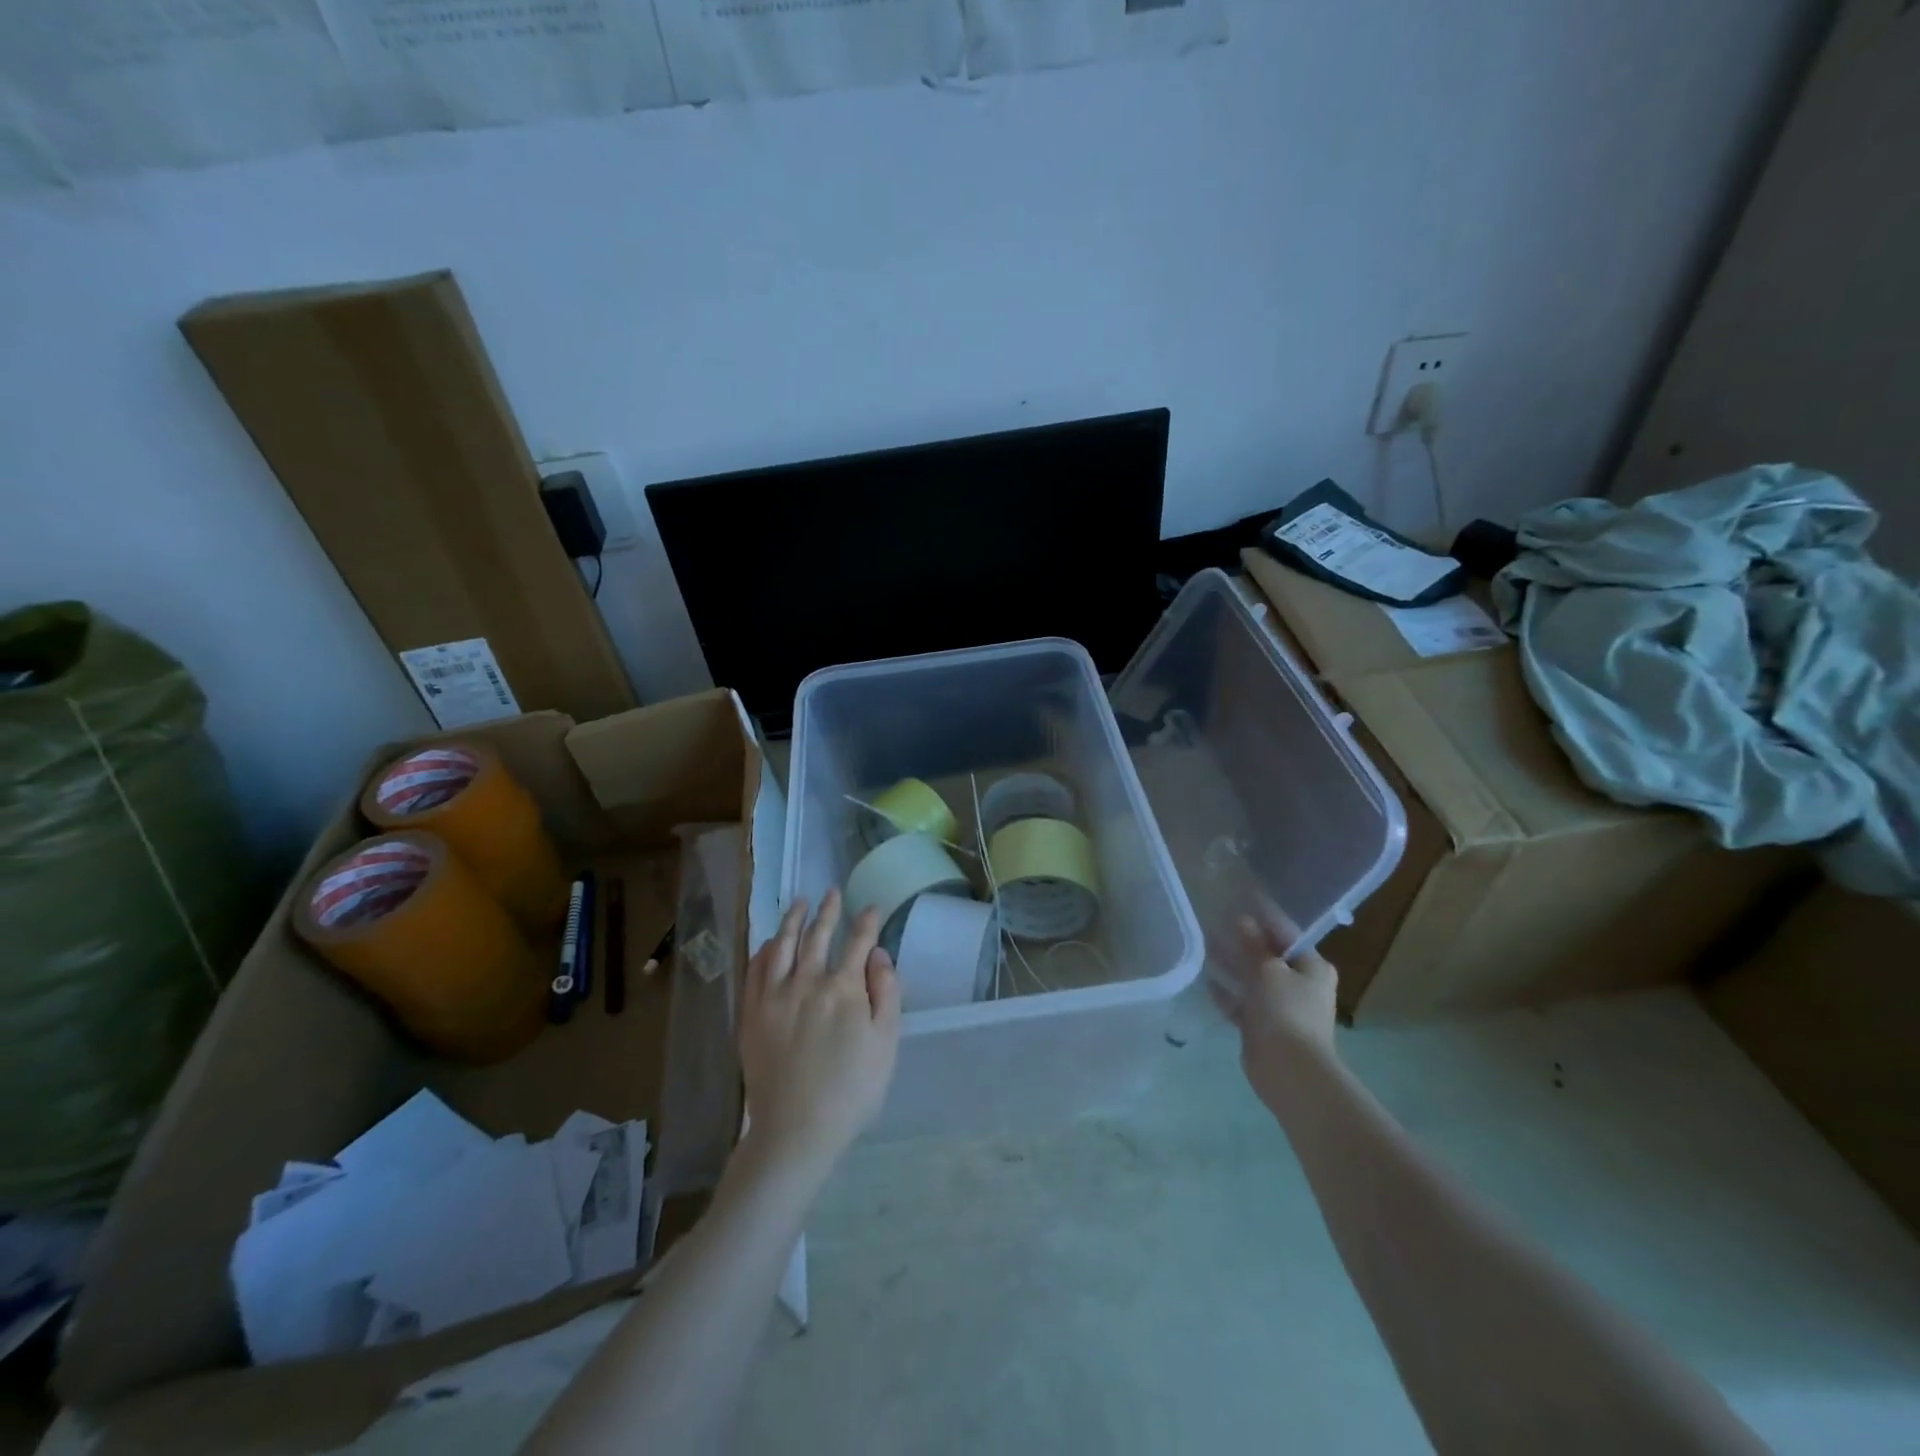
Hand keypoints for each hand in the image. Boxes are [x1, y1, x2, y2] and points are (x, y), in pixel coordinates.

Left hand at [738, 890, 900, 1178]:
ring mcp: (774, 996)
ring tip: (799, 902)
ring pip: (783, 946)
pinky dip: (764, 951)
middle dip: (828, 911)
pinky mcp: (751, 1014)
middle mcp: (807, 982)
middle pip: (818, 936)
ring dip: (792, 920)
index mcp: (844, 988)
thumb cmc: (852, 1089)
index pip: (857, 943)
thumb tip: (879, 954)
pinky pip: (755, 971)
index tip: (872, 908)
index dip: (867, 922)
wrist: (796, 1129)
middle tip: (832, 892)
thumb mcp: (886, 1043)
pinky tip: (770, 942)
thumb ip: (886, 993)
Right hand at [1213, 915, 1340, 1122]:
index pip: (1286, 932)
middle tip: (1215, 919)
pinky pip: (1241, 1002)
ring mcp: (1280, 1006)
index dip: (1263, 915)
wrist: (1289, 1071)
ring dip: (1232, 963)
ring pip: (1252, 977)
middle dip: (1243, 939)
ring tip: (1205, 944)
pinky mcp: (1262, 1026)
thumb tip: (1243, 920)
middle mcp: (1299, 984)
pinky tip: (1207, 981)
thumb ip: (1254, 946)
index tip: (1240, 897)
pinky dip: (1227, 992)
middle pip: (1267, 954)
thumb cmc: (1286, 1012)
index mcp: (1312, 967)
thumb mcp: (1269, 971)